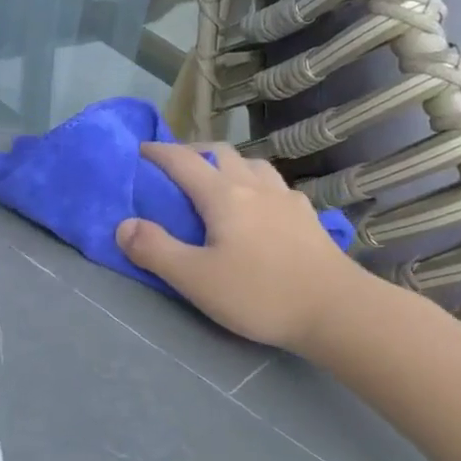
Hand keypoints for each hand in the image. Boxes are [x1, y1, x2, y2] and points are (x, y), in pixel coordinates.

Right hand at [117, 141, 370, 352]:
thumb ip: (155, 250)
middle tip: (173, 169)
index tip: (138, 150)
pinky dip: (255, 182)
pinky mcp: (307, 215)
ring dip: (226, 163)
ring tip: (215, 182)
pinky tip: (258, 205)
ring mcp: (286, 198)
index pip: (183, 161)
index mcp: (224, 195)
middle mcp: (254, 185)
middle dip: (192, 152)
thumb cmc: (260, 294)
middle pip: (219, 152)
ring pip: (251, 163)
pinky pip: (274, 184)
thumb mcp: (195, 279)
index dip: (157, 152)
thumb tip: (124, 224)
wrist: (336, 310)